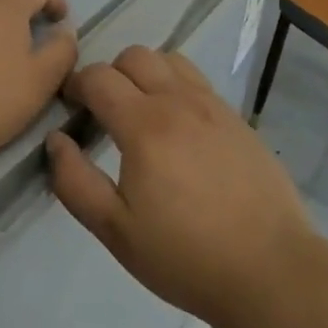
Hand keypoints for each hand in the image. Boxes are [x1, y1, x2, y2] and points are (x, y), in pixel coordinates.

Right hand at [46, 46, 313, 327]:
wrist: (271, 270)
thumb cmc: (186, 256)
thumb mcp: (116, 231)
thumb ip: (75, 182)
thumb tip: (56, 140)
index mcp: (144, 125)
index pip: (98, 77)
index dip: (76, 85)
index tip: (70, 107)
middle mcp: (178, 101)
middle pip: (133, 56)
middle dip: (109, 75)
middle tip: (104, 112)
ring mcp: (212, 105)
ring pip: (168, 60)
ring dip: (145, 73)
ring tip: (141, 111)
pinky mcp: (236, 117)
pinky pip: (197, 80)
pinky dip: (175, 86)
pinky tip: (178, 126)